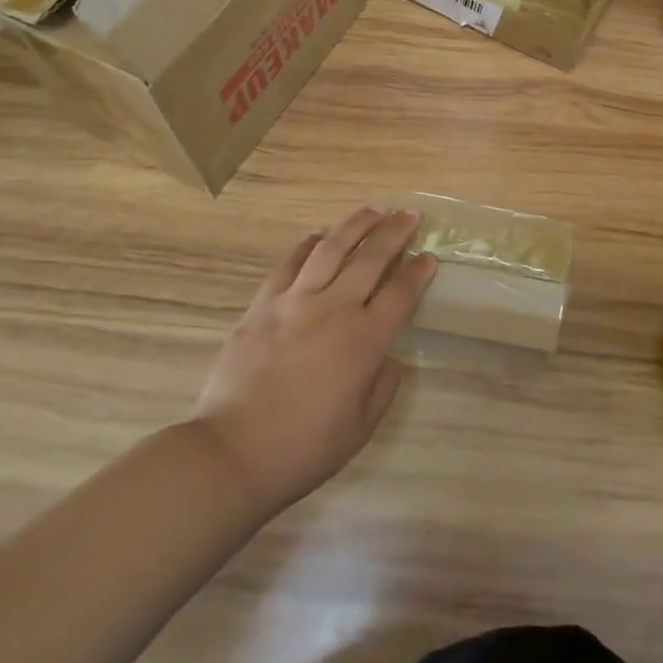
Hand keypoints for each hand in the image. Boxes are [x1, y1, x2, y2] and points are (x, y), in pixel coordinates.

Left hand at [190, 208, 435, 516]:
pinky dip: (307, 244)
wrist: (233, 452)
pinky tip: (319, 235)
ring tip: (373, 210)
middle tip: (410, 215)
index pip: (401, 293)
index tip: (429, 257)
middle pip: (371, 258)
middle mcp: (335, 309)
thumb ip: (382, 386)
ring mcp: (295, 301)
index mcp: (365, 339)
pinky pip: (289, 264)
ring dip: (356, 225)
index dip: (418, 272)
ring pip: (331, 248)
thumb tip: (388, 359)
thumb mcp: (360, 427)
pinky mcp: (263, 305)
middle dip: (395, 233)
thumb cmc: (304, 447)